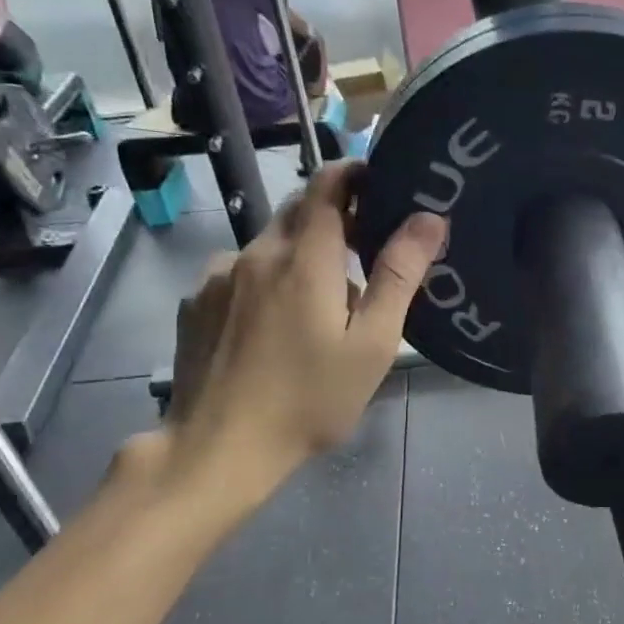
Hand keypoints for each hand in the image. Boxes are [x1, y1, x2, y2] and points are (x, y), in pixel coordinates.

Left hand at [162, 163, 444, 512]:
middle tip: (364, 255)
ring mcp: (217, 277)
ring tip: (318, 306)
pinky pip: (238, 273)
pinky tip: (271, 327)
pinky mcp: (195, 303)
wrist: (217, 450)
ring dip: (299, 256)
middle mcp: (255, 253)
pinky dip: (265, 282)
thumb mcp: (371, 345)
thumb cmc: (309, 401)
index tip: (380, 185)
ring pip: (268, 245)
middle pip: (298, 211)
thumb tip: (428, 218)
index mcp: (304, 258)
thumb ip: (398, 276)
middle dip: (334, 219)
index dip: (354, 173)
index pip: (327, 185)